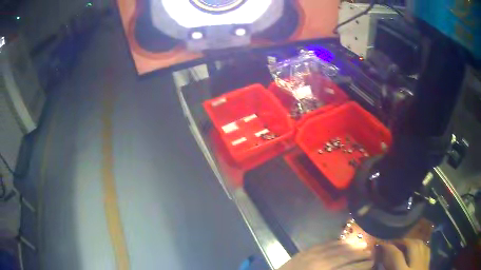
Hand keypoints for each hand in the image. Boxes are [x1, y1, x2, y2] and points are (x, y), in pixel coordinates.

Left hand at [278, 241, 372, 269]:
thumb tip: (353, 269)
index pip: (349, 268)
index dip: (362, 265)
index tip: (372, 263)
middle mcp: (321, 263)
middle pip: (346, 256)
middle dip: (360, 254)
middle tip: (371, 253)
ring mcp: (313, 254)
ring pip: (339, 248)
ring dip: (352, 246)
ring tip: (363, 246)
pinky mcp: (307, 250)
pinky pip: (327, 244)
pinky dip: (338, 243)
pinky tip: (345, 242)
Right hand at [378, 239, 429, 269]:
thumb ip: (391, 268)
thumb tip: (385, 258)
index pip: (396, 255)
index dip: (389, 247)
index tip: (383, 243)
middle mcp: (415, 264)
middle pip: (412, 245)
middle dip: (403, 241)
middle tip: (395, 241)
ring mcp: (424, 262)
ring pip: (421, 244)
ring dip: (412, 241)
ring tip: (405, 243)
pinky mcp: (428, 263)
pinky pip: (426, 249)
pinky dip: (421, 246)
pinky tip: (416, 247)